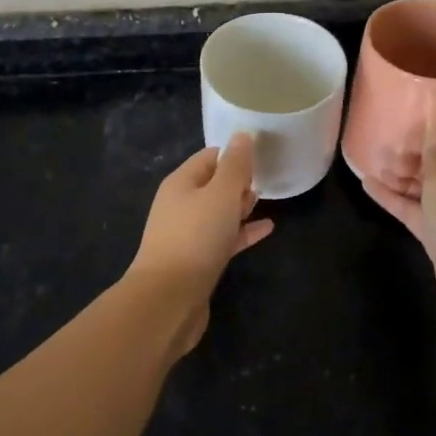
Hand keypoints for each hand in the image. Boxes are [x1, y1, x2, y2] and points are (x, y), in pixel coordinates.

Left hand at [127, 135, 273, 353]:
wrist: (168, 299)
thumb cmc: (196, 237)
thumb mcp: (220, 194)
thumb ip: (235, 165)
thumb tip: (242, 136)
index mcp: (181, 183)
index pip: (210, 157)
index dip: (235, 154)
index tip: (262, 155)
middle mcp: (181, 205)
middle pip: (213, 184)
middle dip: (238, 181)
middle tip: (264, 180)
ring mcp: (188, 234)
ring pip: (218, 213)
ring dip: (240, 206)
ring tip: (266, 203)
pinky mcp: (197, 261)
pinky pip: (224, 238)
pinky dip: (243, 232)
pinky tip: (267, 230)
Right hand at [363, 99, 435, 332]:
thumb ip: (435, 143)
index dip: (430, 126)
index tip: (402, 123)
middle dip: (411, 151)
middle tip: (383, 149)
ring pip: (425, 184)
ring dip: (400, 174)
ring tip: (372, 163)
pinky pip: (416, 208)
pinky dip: (395, 198)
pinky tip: (368, 186)